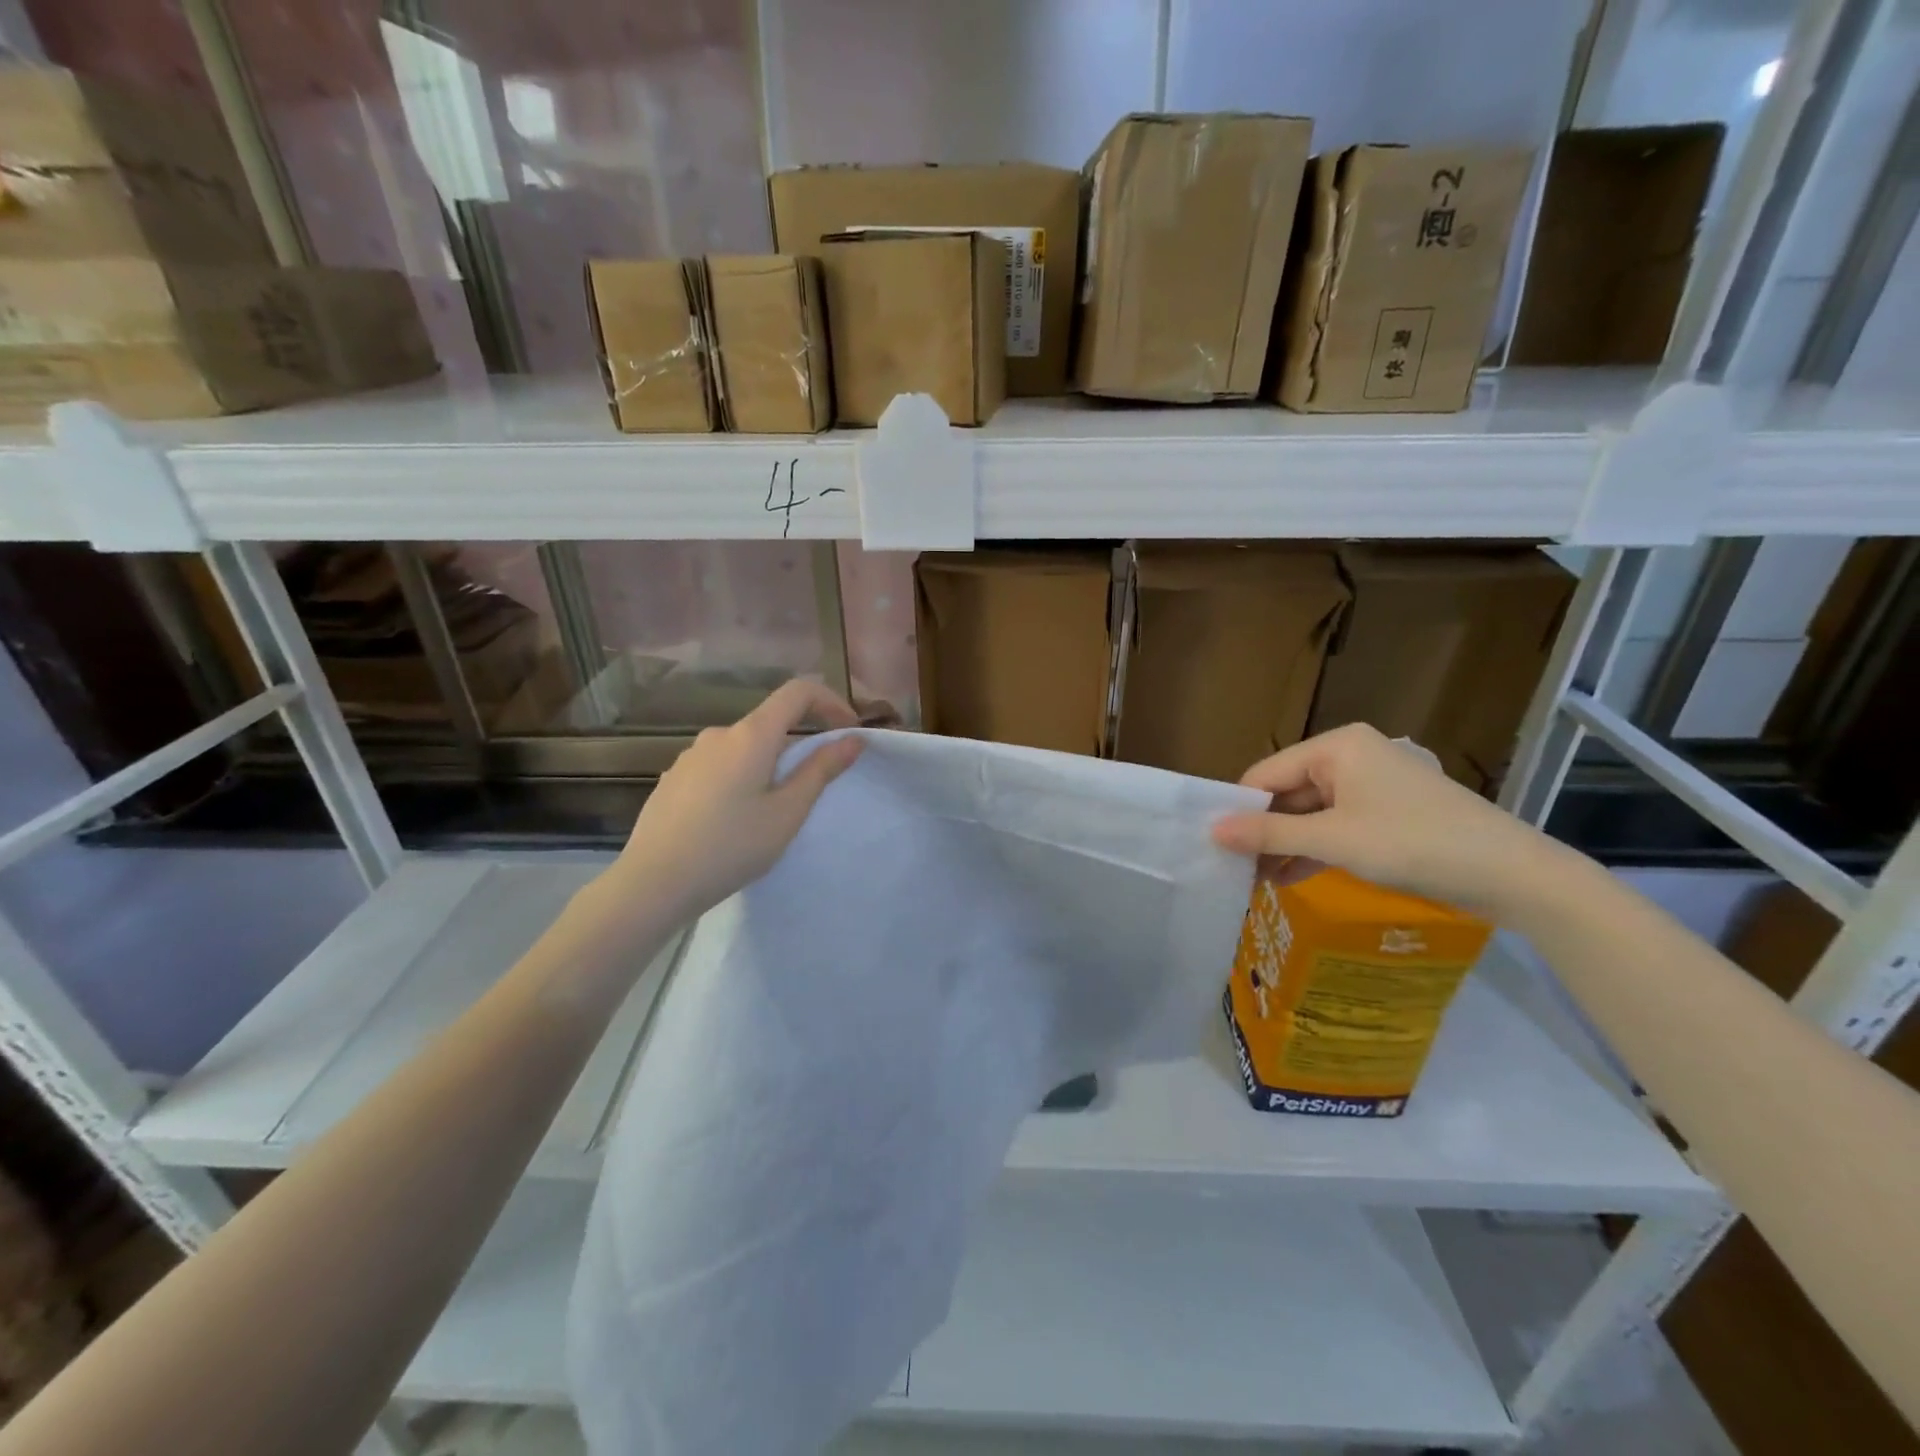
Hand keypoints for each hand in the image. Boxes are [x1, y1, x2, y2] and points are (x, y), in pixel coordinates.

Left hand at [612, 680, 862, 919]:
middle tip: (813, 788)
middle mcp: (719, 734)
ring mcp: (691, 756)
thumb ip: (821, 770)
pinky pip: (719, 766)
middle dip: (799, 745)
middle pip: (770, 723)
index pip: (798, 692)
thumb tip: (853, 739)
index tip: (848, 730)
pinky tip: (733, 821)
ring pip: (744, 748)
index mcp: (751, 735)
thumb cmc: (731, 846)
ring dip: (767, 766)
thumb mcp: (787, 812)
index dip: (830, 702)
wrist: (654, 882)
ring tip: (770, 813)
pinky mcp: (674, 778)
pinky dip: (740, 779)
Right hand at [1209, 724, 1557, 918]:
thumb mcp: (1334, 840)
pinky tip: (1288, 879)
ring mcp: (1371, 786)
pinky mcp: (1386, 814)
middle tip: (1232, 871)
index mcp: (1336, 747)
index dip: (1239, 809)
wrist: (1513, 875)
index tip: (1215, 847)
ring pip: (1310, 814)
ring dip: (1284, 845)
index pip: (1266, 774)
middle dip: (1262, 832)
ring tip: (1254, 882)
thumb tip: (1212, 831)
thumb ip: (1270, 833)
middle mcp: (1350, 757)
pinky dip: (1313, 850)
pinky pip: (1335, 827)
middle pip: (1287, 793)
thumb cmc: (1415, 844)